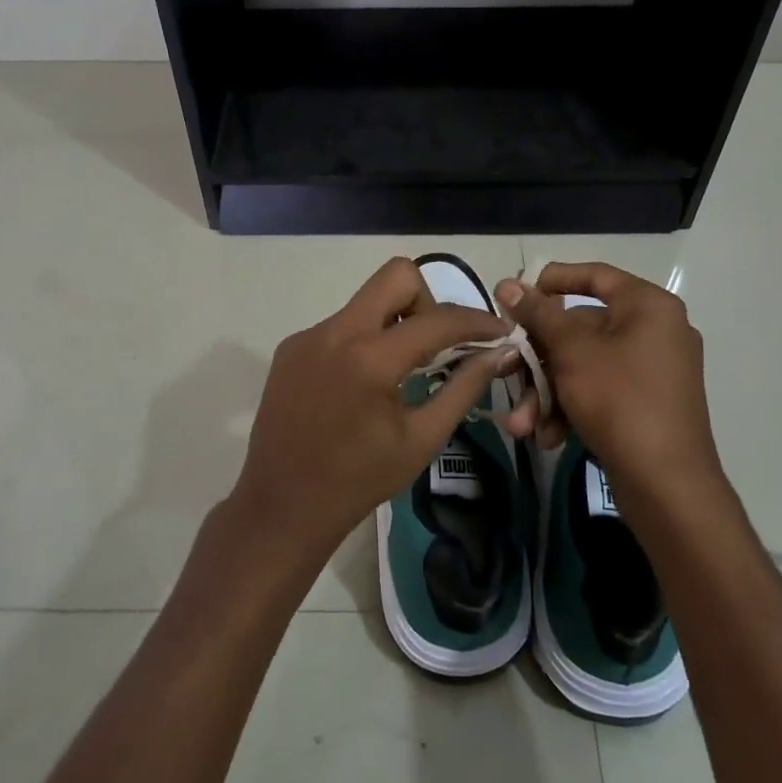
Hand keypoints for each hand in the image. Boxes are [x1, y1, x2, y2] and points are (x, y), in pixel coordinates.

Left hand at [230, 258, 509, 566]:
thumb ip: (463, 388)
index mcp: (370, 359)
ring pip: (367, 299)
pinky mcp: (291, 346)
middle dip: (428, 301)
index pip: (437, 320)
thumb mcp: (421, 439)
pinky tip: (361, 384)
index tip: (499, 331)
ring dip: (394, 322)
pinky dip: (364, 340)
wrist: (282, 506)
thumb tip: (499, 353)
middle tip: (434, 346)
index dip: (477, 321)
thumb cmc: (359, 481)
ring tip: (400, 371)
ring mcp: (308, 335)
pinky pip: (341, 323)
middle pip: (396, 276)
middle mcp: (335, 332)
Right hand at [494, 262, 721, 512]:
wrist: (669, 487)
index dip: (551, 280)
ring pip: (584, 365)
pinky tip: (548, 435)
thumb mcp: (571, 352)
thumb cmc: (620, 401)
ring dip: (547, 391)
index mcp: (648, 306)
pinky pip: (600, 390)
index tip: (515, 295)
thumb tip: (507, 283)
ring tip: (522, 422)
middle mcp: (655, 331)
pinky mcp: (647, 404)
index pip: (594, 275)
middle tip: (508, 372)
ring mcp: (653, 370)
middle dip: (538, 359)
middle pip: (581, 328)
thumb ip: (538, 314)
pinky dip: (571, 407)